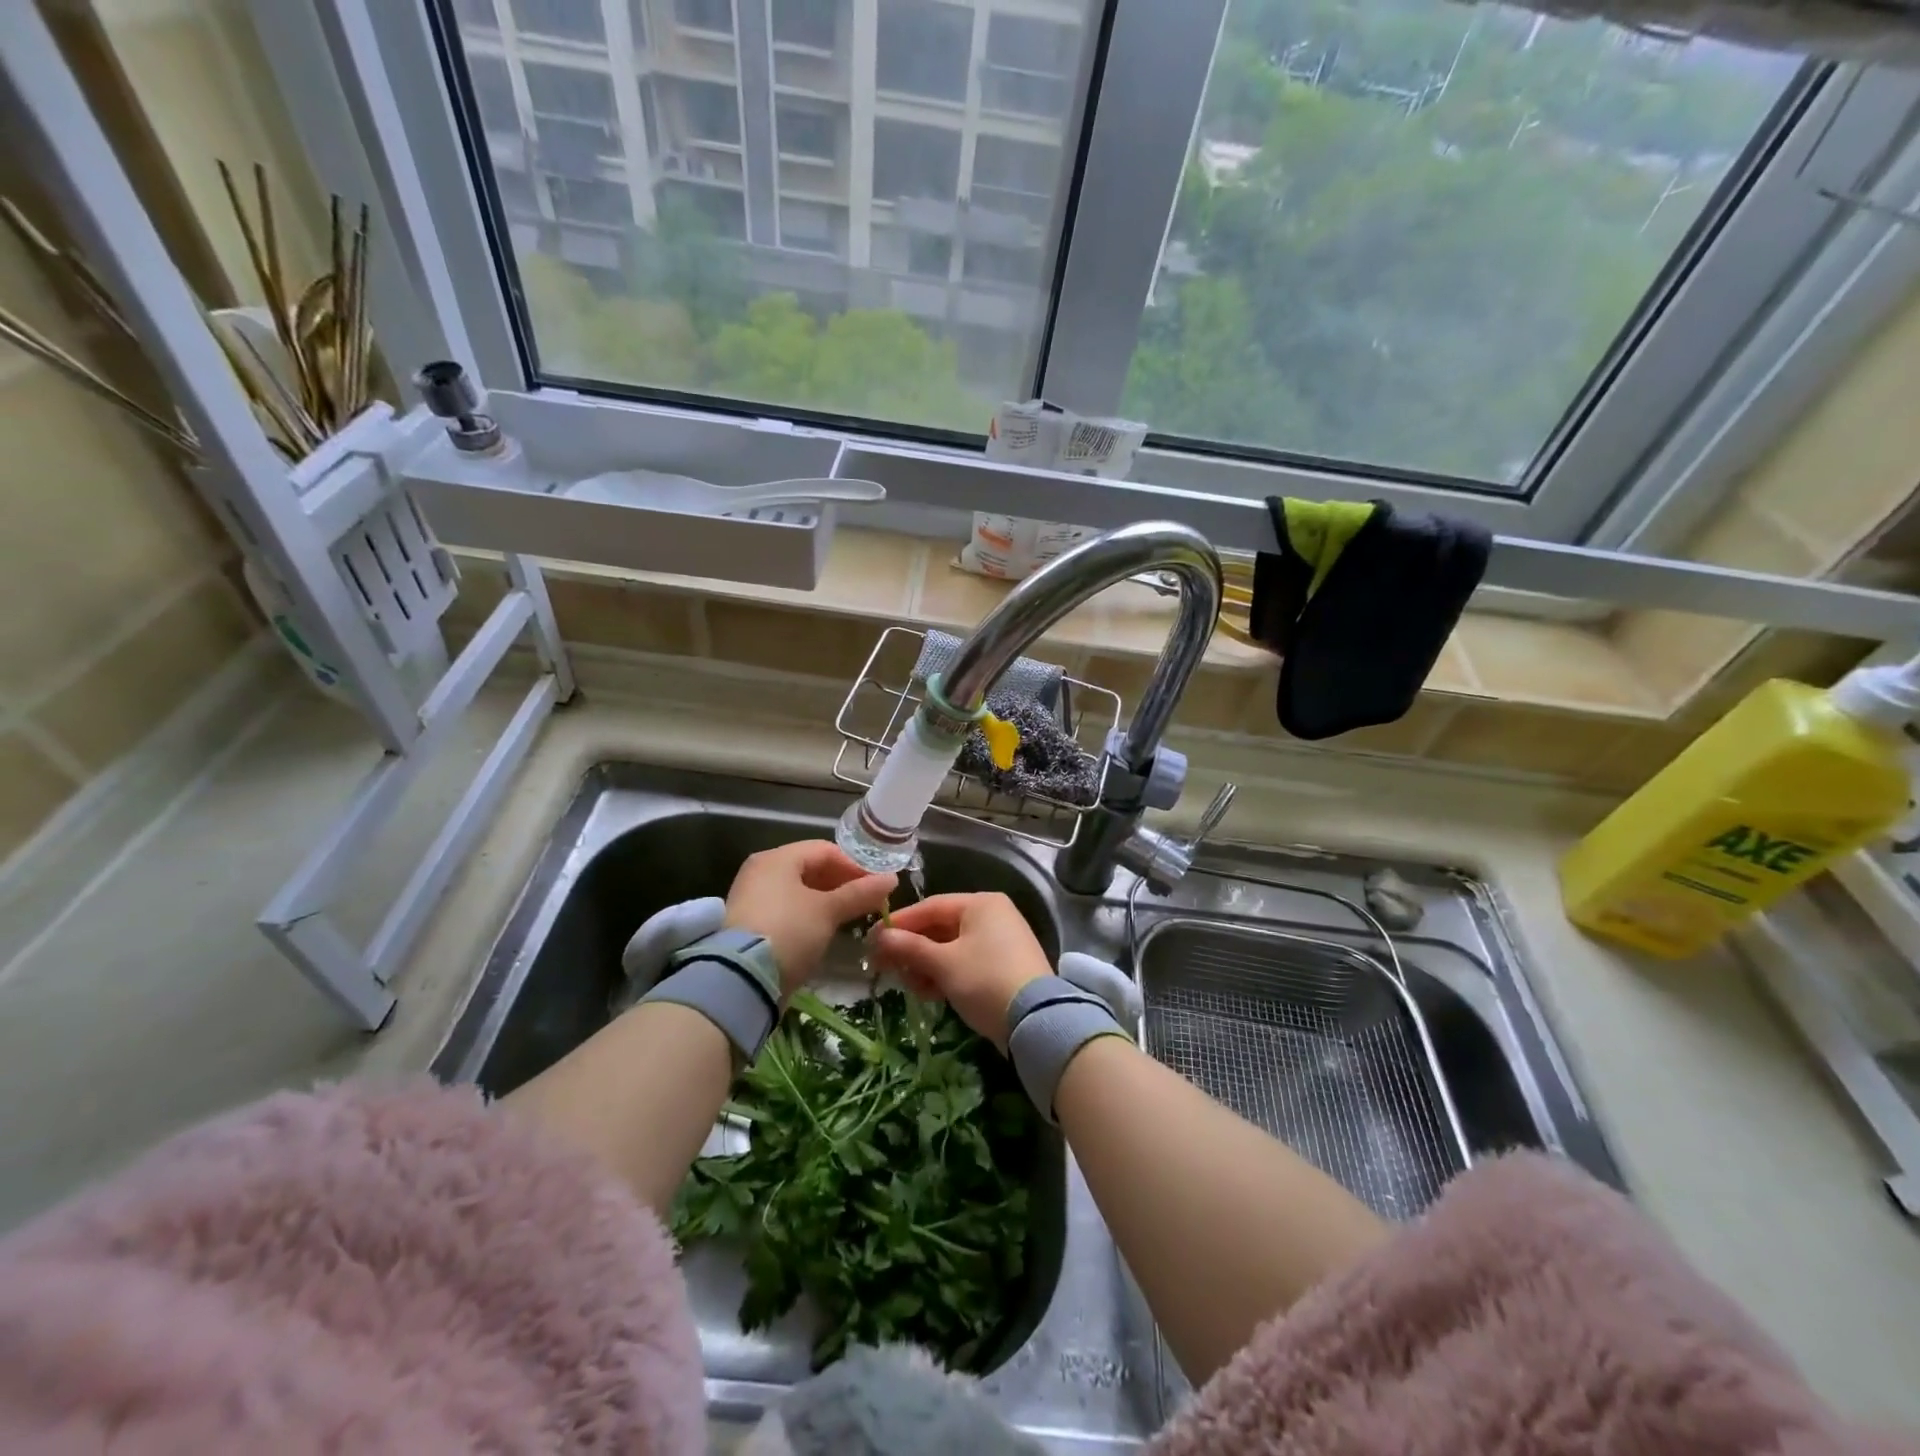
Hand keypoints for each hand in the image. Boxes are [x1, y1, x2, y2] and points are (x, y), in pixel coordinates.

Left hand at [724, 841, 896, 997]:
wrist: (741, 980)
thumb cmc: (789, 931)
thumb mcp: (828, 911)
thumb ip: (860, 893)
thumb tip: (892, 879)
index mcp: (777, 858)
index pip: (825, 850)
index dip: (855, 866)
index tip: (877, 886)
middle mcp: (761, 871)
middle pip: (811, 869)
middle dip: (843, 884)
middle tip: (868, 902)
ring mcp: (753, 898)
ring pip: (800, 891)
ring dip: (828, 901)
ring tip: (851, 918)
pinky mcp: (751, 924)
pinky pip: (788, 910)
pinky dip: (809, 915)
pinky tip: (826, 931)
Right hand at [871, 892, 1051, 1050]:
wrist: (1037, 1021)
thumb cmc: (985, 980)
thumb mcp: (943, 964)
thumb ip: (910, 948)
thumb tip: (879, 937)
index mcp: (981, 904)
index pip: (930, 906)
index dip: (899, 924)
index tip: (872, 940)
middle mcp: (993, 915)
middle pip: (941, 927)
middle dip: (913, 949)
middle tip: (885, 968)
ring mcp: (1002, 941)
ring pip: (952, 948)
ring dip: (927, 966)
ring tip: (909, 986)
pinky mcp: (1005, 967)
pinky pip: (967, 963)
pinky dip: (947, 975)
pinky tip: (930, 993)